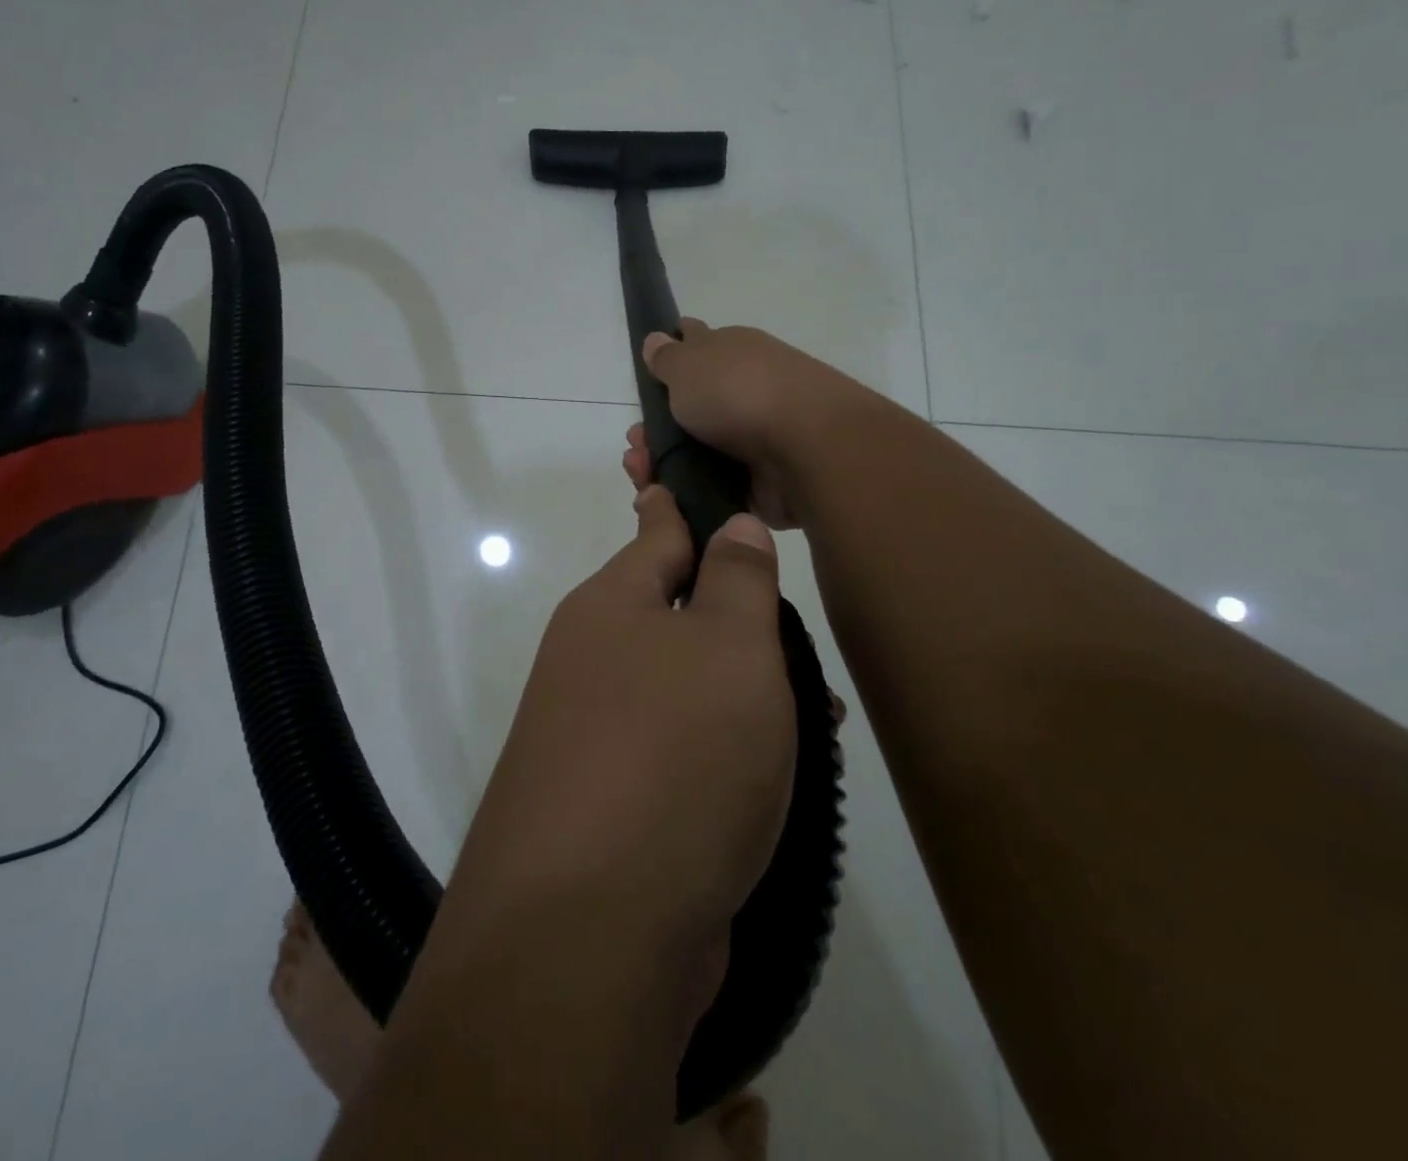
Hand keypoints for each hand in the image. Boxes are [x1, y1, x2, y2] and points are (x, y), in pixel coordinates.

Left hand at [446, 485, 795, 974]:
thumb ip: (737, 580)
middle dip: (741, 621)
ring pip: (685, 688)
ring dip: (745, 695)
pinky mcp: (609, 804)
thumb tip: (729, 525)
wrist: (589, 933)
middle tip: (803, 638)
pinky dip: (726, 754)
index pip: (657, 531)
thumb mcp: (728, 649)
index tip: (694, 474)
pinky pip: (679, 753)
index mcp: (611, 605)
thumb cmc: (674, 754)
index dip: (683, 502)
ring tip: (818, 719)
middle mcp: (592, 660)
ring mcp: (594, 734)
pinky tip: (776, 782)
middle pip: (678, 615)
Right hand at [622, 319, 867, 528]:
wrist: (807, 449)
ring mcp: (755, 438)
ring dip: (665, 463)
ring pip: (698, 452)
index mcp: (734, 354)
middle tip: (635, 445)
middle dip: (656, 428)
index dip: (668, 362)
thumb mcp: (688, 364)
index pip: (696, 348)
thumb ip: (668, 357)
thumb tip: (658, 337)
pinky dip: (688, 493)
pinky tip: (665, 498)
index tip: (645, 383)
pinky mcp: (760, 481)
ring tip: (642, 474)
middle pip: (691, 409)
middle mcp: (746, 392)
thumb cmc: (739, 393)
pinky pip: (714, 486)